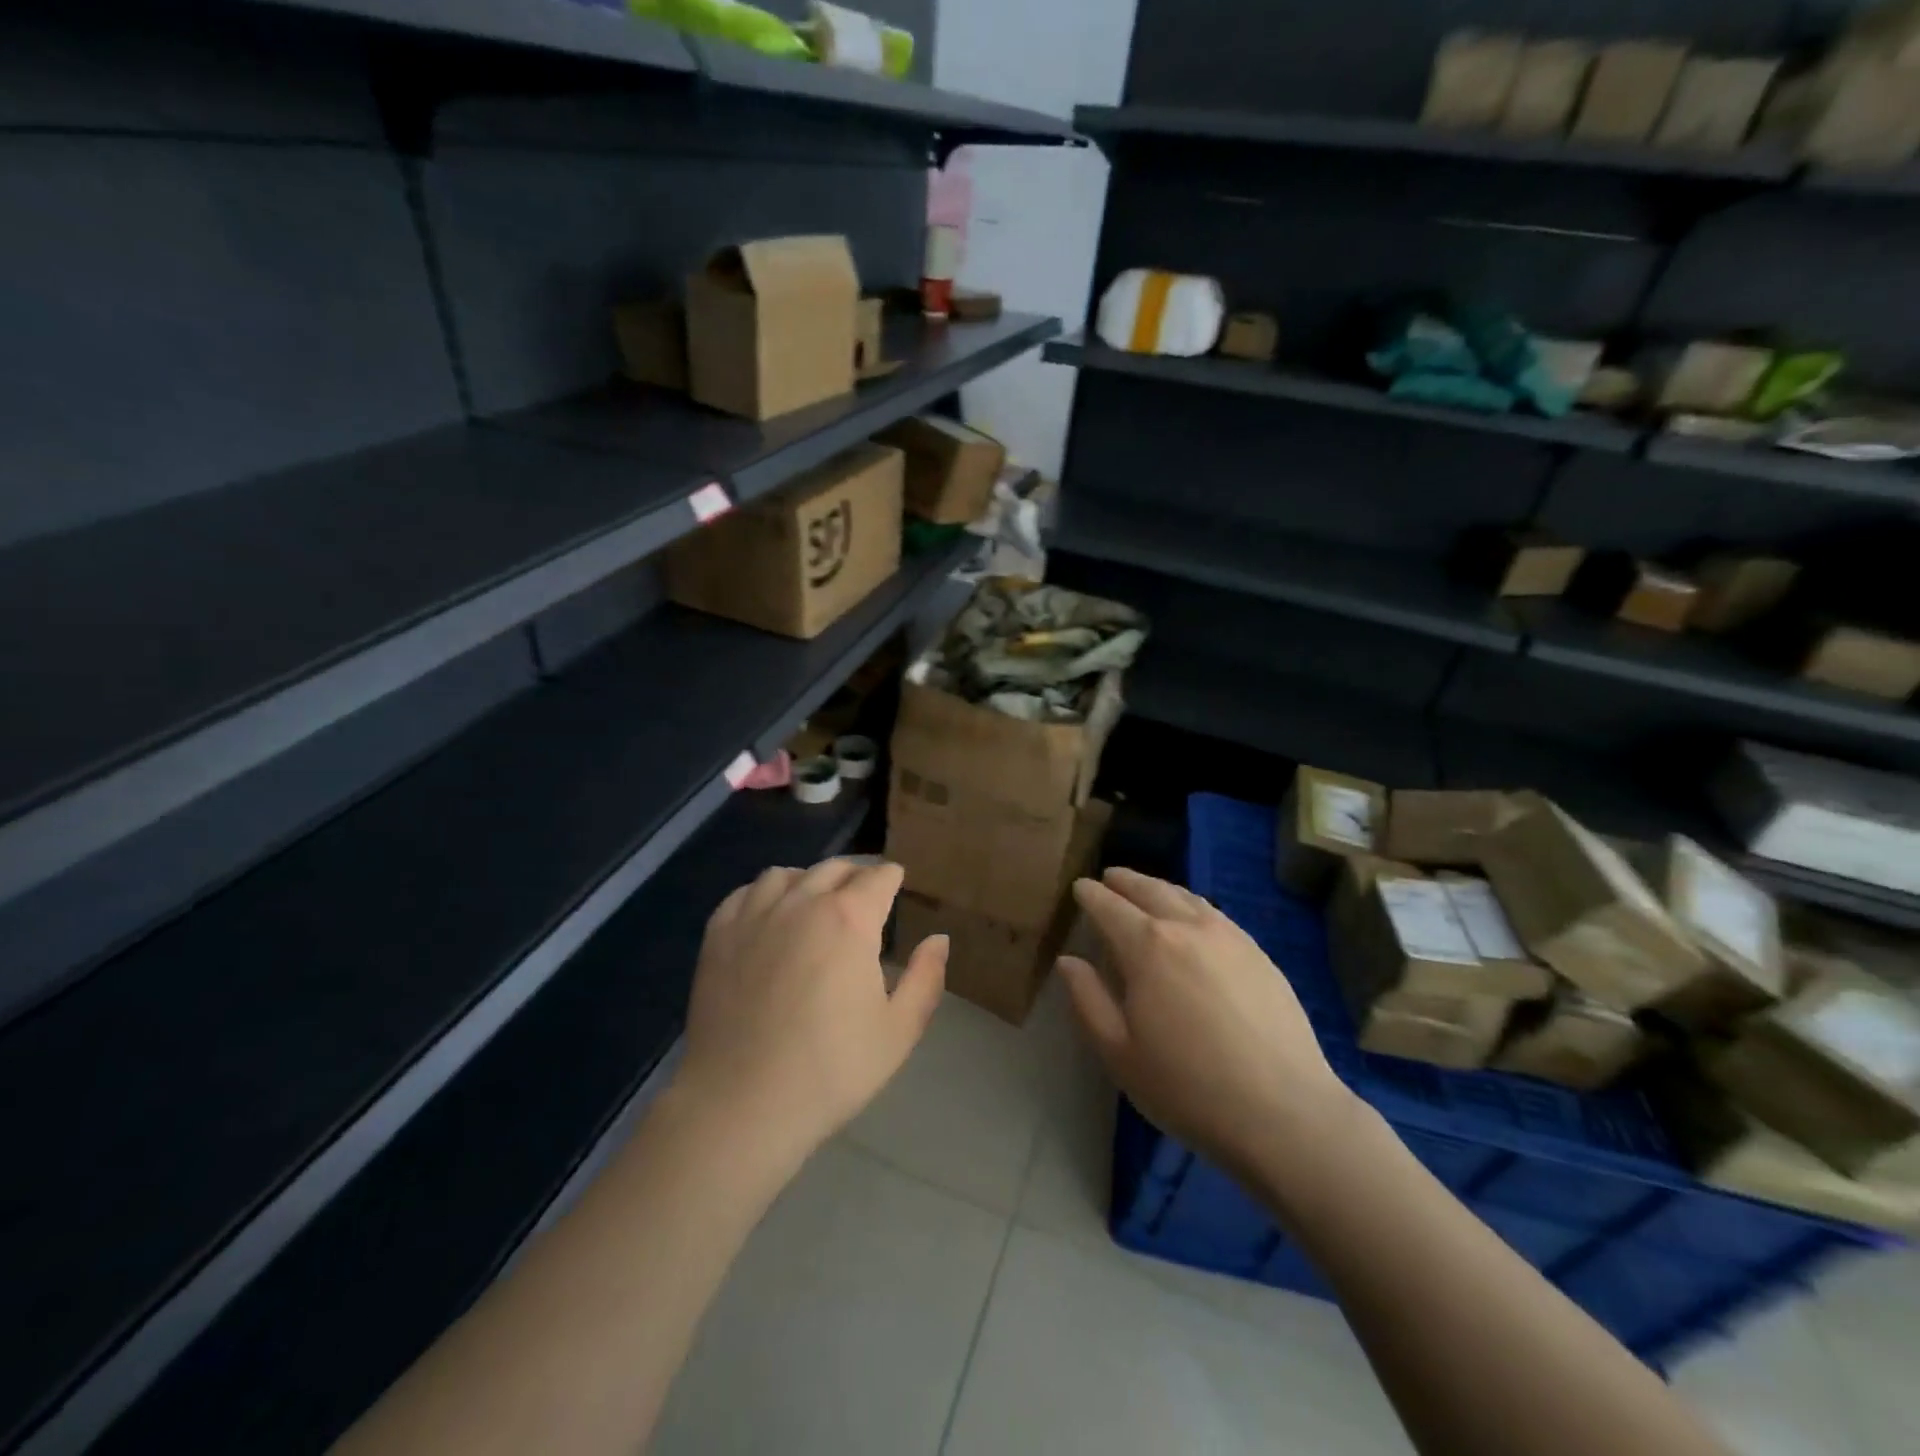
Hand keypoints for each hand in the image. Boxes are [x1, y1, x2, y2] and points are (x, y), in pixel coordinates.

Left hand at [675, 859, 946, 1170]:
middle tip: (864, 893)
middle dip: (855, 874)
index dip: (892, 878)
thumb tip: (938, 938)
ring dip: (808, 879)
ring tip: (815, 900)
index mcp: (850, 919)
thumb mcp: (898, 1031)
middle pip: (834, 868)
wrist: (742, 1104)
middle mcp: (802, 903)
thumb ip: (925, 978)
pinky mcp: (718, 936)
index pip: (878, 877)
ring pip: (785, 874)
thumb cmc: (831, 1070)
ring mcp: (754, 916)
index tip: (897, 884)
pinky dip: (763, 894)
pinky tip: (769, 915)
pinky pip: (744, 894)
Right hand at [1058, 867, 1354, 1183]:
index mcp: (1146, 946)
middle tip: (1109, 877)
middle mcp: (1187, 926)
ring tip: (1146, 890)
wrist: (1283, 1111)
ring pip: (1186, 896)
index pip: (1109, 906)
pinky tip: (1192, 918)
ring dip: (1159, 887)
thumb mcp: (1118, 1051)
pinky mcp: (1259, 953)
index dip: (1090, 894)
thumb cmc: (1187, 1086)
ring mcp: (1229, 936)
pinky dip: (1192, 904)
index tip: (1079, 887)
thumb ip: (1087, 999)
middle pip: (1149, 890)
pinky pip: (1215, 914)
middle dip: (1124, 881)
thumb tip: (1069, 960)